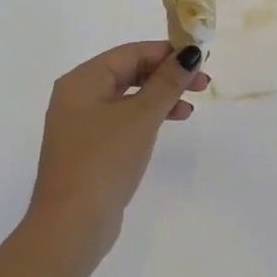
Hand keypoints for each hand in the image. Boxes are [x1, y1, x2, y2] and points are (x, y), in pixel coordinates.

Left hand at [31, 42, 208, 253]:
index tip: (201, 59)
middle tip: (203, 84)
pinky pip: (124, 119)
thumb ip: (167, 82)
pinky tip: (169, 125)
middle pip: (129, 72)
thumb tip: (190, 52)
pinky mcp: (91, 148)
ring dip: (161, 96)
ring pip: (129, 97)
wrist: (73, 224)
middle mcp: (78, 96)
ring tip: (190, 107)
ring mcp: (82, 124)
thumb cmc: (105, 160)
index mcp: (82, 81)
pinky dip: (149, 117)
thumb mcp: (142, 116)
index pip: (131, 52)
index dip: (167, 52)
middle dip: (167, 75)